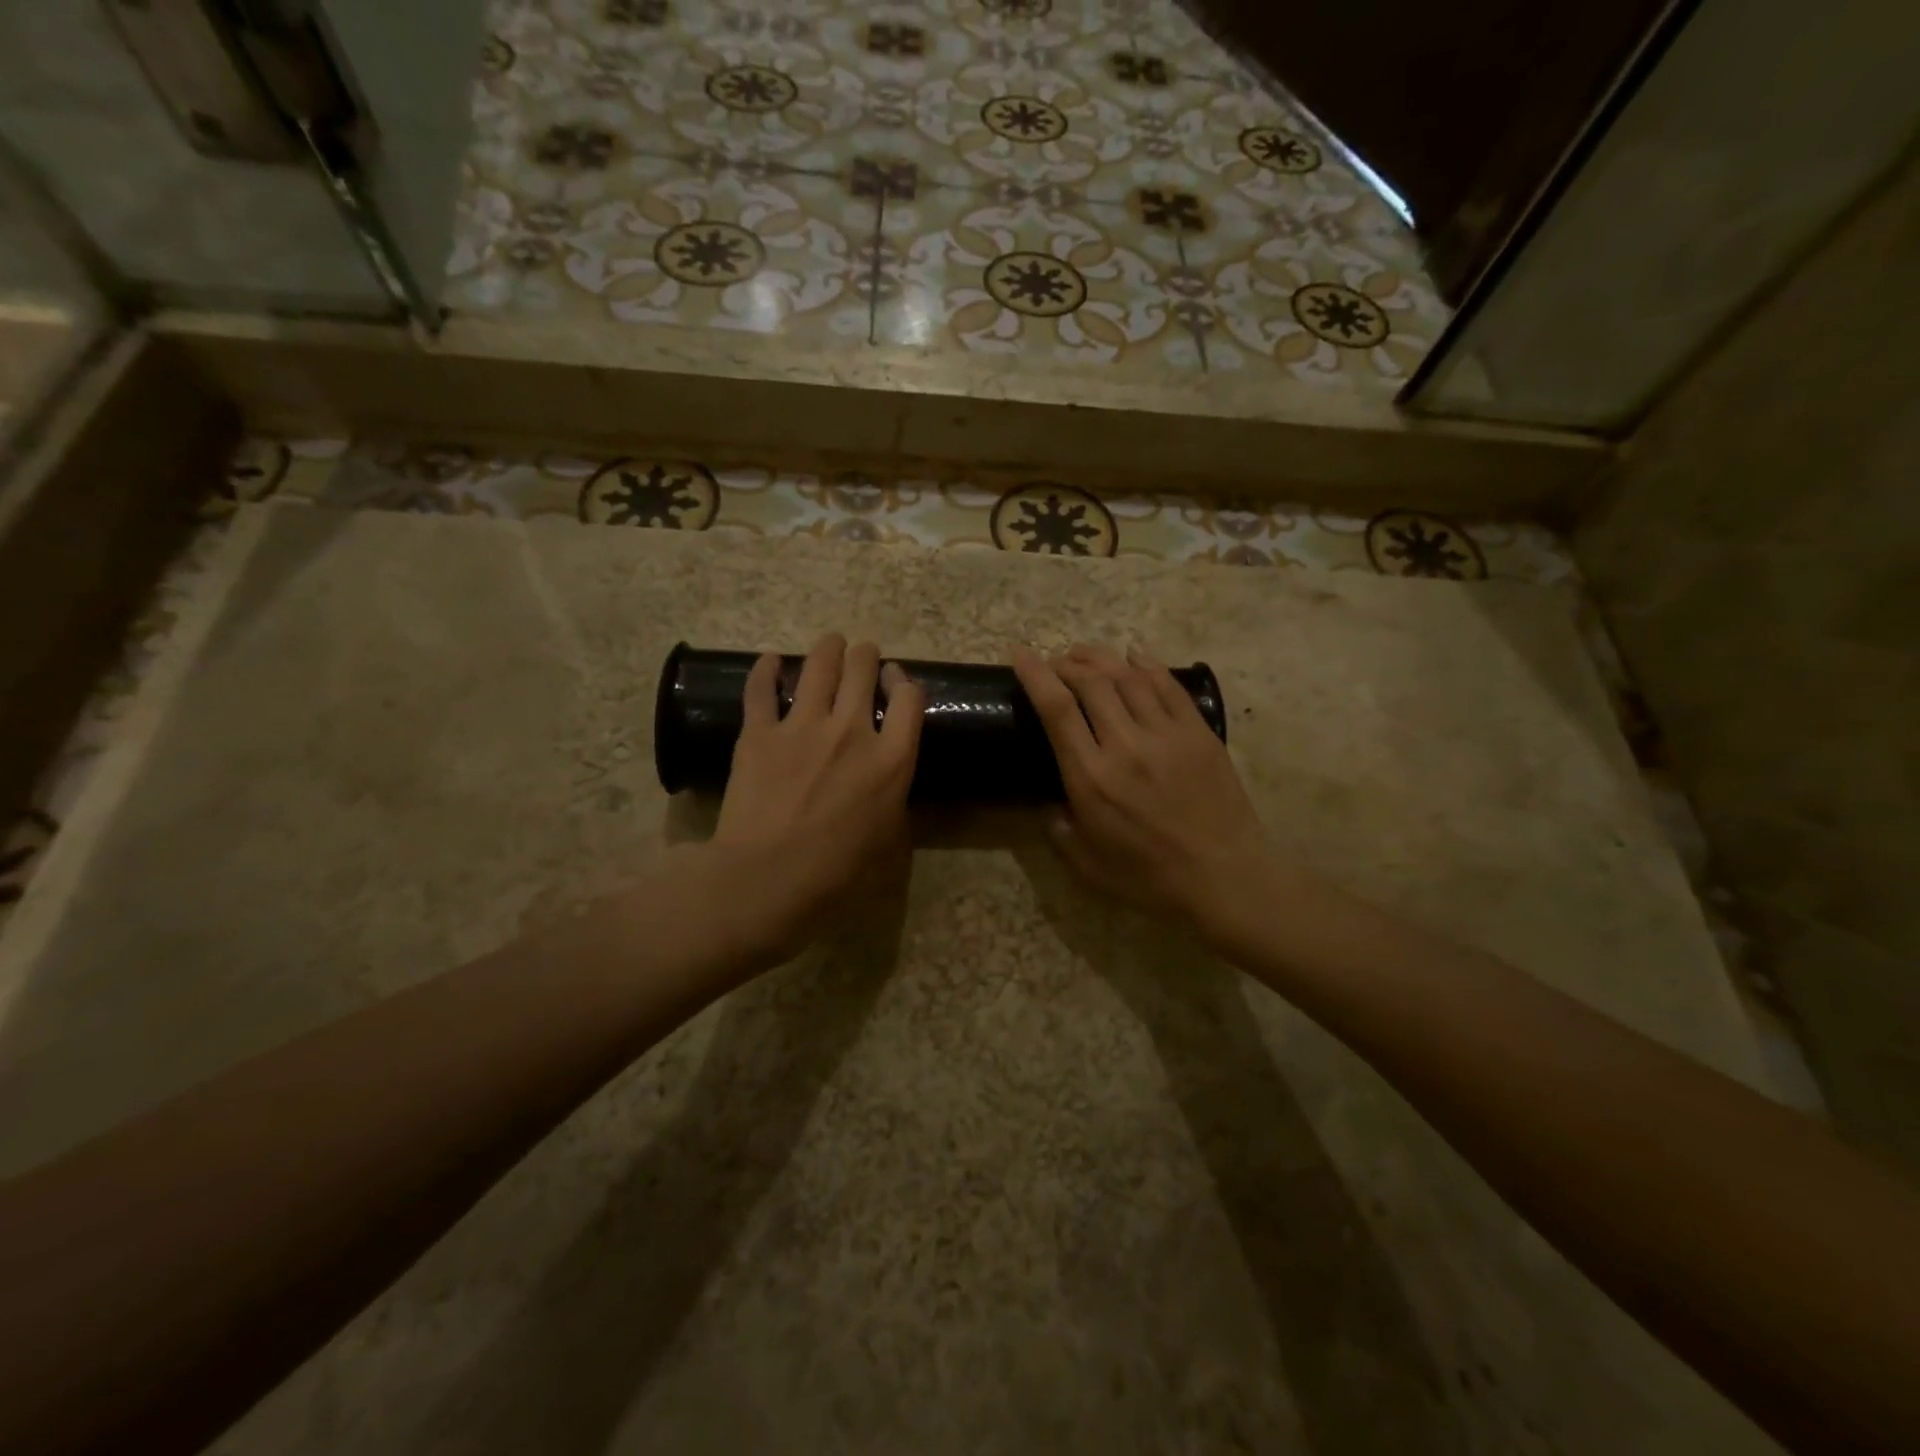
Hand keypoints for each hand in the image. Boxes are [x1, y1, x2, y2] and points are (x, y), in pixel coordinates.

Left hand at [704, 634, 924, 963]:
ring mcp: (803, 726)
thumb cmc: (835, 872)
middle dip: (866, 656)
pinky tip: (770, 660)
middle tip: (861, 657)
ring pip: (820, 665)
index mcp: (892, 759)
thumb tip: (889, 785)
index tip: (894, 681)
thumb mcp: (888, 842)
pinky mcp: (759, 732)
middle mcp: (852, 730)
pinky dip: (766, 669)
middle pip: (864, 669)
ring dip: (828, 649)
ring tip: (830, 644)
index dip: (904, 682)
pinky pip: (762, 689)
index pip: (910, 698)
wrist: (766, 878)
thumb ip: (894, 802)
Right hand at [1012, 643, 1279, 941]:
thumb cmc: (1151, 877)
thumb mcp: (1087, 864)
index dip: (1035, 674)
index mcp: (1091, 778)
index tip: (1020, 654)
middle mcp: (1125, 746)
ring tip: (1085, 655)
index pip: (1057, 709)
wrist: (1226, 877)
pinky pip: (1168, 686)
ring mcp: (1166, 735)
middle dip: (1066, 663)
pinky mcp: (1198, 733)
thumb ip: (1059, 829)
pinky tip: (1134, 657)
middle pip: (1091, 682)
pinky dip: (1147, 664)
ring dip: (1100, 658)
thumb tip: (1050, 801)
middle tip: (1056, 663)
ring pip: (1128, 677)